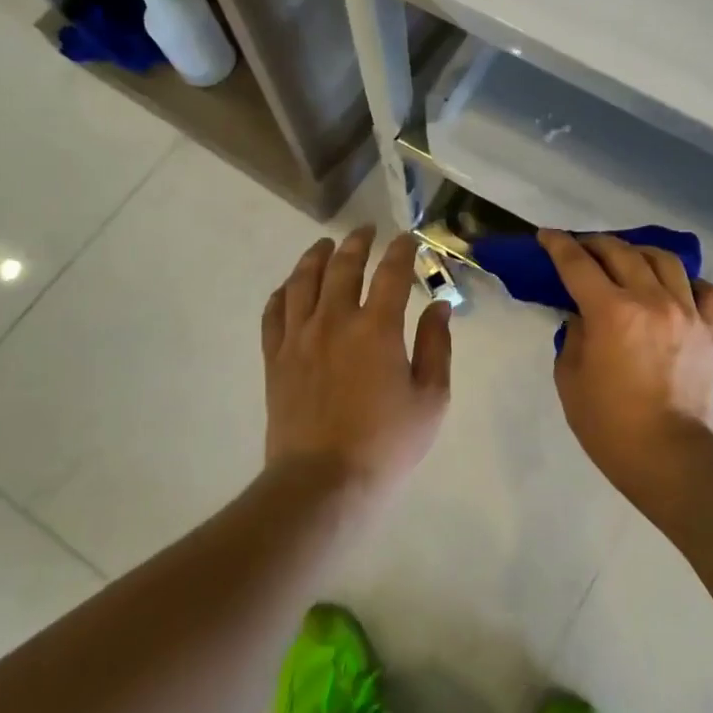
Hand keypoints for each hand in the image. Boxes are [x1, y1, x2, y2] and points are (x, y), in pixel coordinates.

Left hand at [262, 227, 452, 503]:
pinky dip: (282, 292)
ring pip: (303, 281)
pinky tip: (289, 286)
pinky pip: (273, 313)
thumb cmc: (387, 443)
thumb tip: (439, 306)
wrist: (323, 482)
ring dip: (316, 257)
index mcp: (377, 328)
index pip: (392, 273)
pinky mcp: (275, 358)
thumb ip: (436, 346)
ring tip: (325, 245)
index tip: (408, 238)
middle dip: (357, 242)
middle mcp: (335, 321)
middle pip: (343, 266)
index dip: (402, 250)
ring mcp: (299, 337)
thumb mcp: (431, 399)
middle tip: (366, 230)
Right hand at [540, 230, 712, 503]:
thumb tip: (583, 314)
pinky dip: (689, 282)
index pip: (577, 264)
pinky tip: (675, 289)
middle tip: (580, 249)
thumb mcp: (570, 378)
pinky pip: (706, 290)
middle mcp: (652, 300)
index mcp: (611, 312)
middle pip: (621, 252)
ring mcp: (688, 312)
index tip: (546, 236)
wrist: (670, 458)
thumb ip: (574, 335)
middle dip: (594, 244)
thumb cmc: (609, 425)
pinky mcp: (711, 330)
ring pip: (664, 260)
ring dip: (639, 253)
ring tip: (627, 260)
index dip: (558, 245)